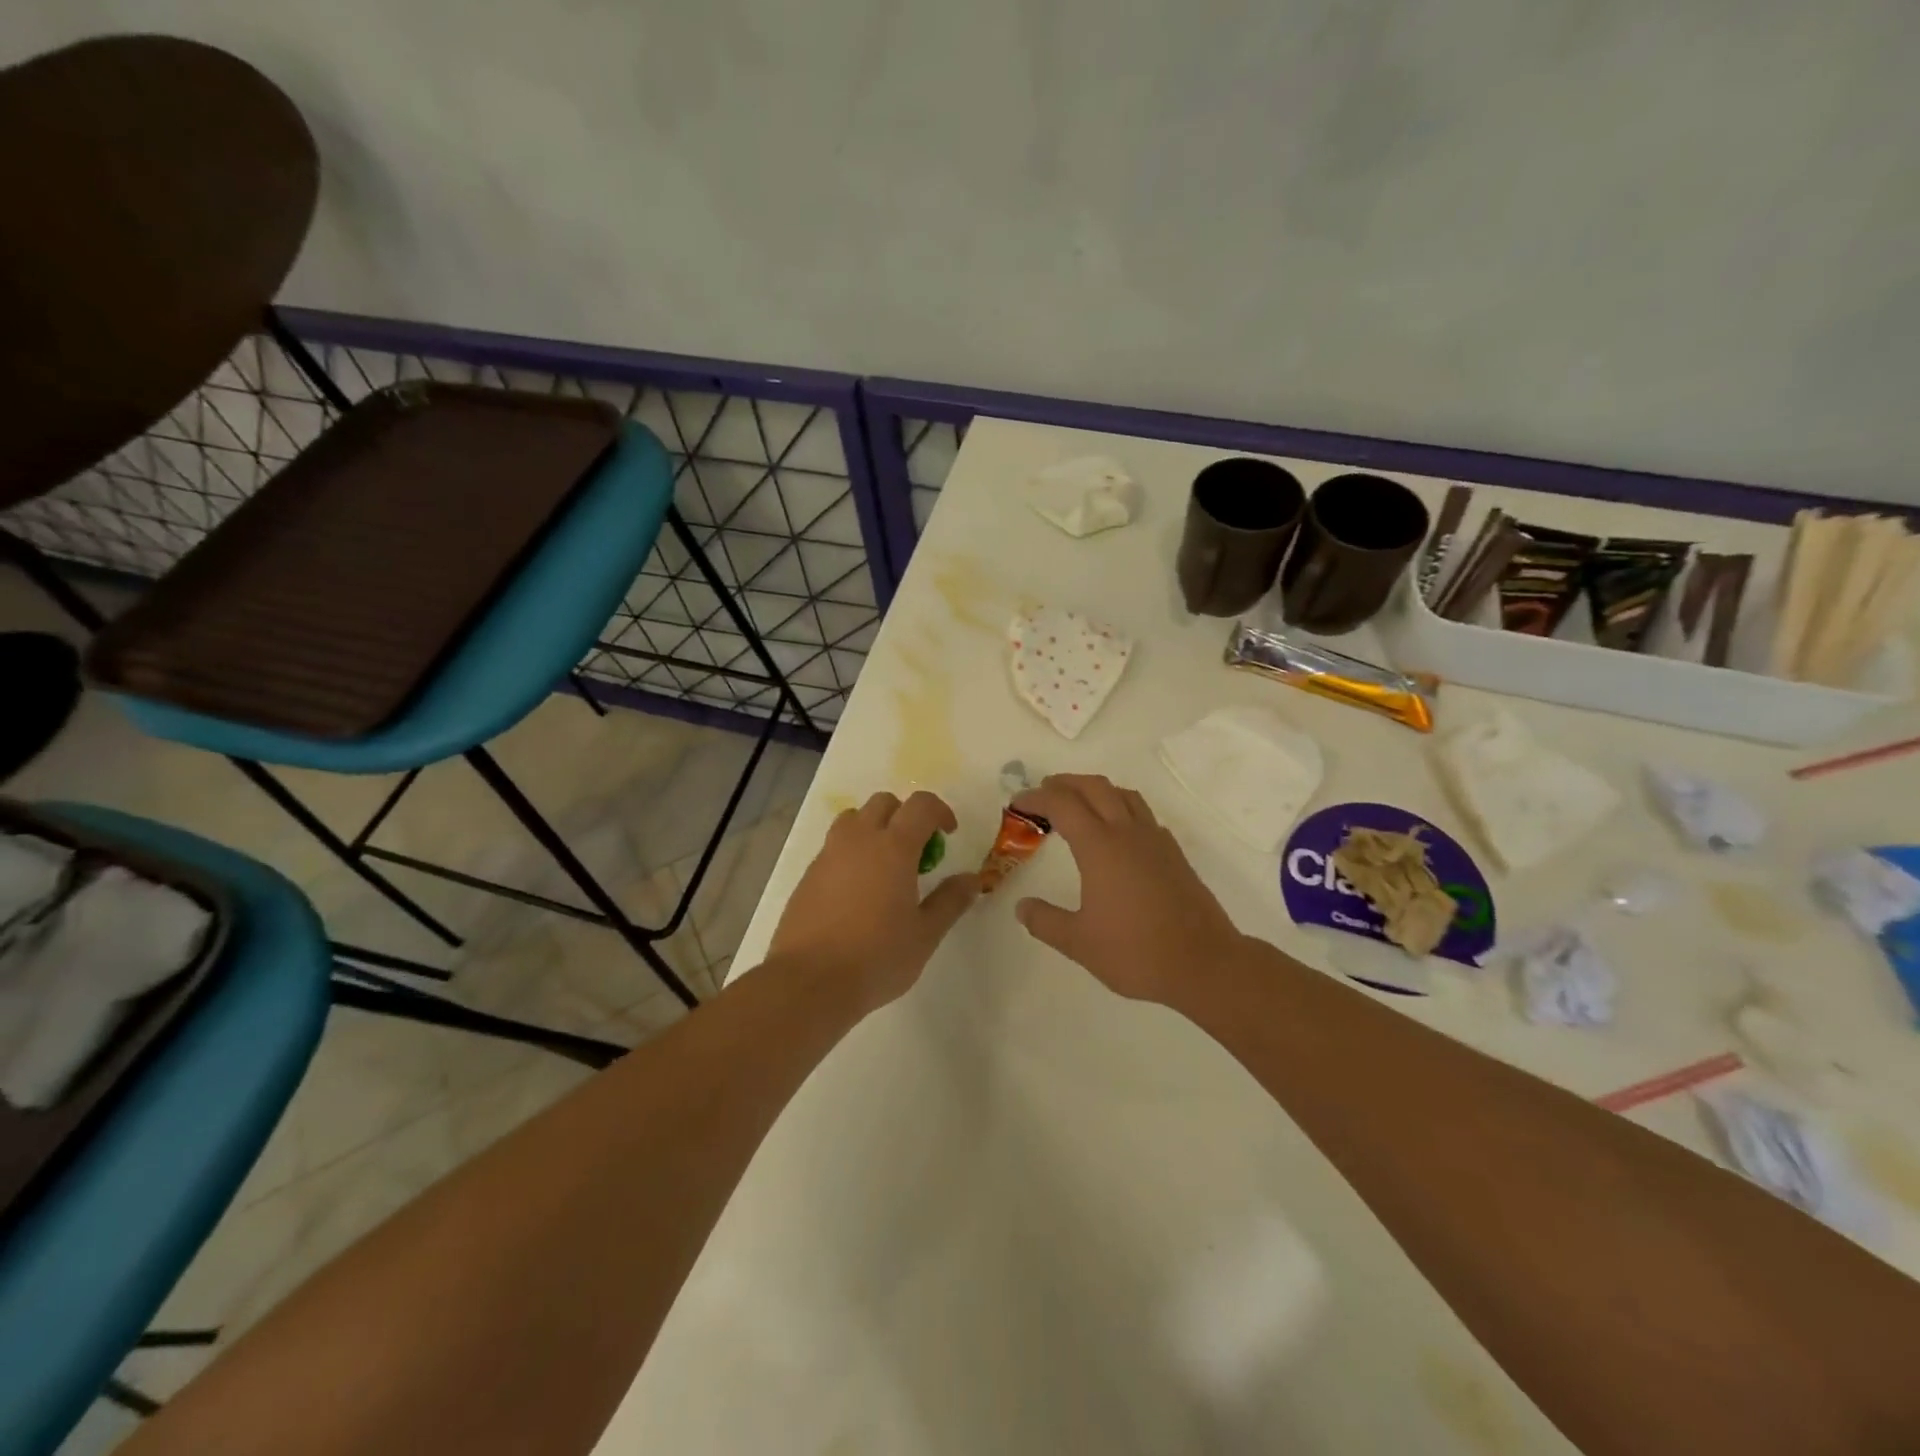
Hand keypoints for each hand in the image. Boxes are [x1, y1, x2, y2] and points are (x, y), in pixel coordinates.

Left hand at [766, 791, 980, 1011]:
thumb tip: (971, 879)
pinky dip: (852, 852)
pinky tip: (857, 890)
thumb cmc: (876, 957)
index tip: (948, 834)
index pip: (920, 805)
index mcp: (893, 847)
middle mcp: (859, 840)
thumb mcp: (925, 934)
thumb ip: (950, 901)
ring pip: (853, 819)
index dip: (940, 811)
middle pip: (883, 803)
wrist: (809, 981)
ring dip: (874, 828)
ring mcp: (828, 854)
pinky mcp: (808, 874)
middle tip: (917, 850)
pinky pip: (834, 846)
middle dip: (905, 815)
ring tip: (885, 865)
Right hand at [1013, 774, 1245, 1005]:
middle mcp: (1128, 833)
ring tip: (1077, 804)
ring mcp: (1155, 840)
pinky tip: (1115, 833)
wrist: (1205, 964)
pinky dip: (1120, 808)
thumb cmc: (1137, 952)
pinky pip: (1142, 814)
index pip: (1062, 804)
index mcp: (1100, 847)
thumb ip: (1045, 921)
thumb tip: (1022, 907)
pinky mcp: (1173, 854)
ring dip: (1095, 790)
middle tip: (1043, 793)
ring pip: (1123, 795)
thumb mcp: (1079, 943)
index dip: (1036, 798)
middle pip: (1094, 787)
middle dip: (1065, 783)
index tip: (1018, 804)